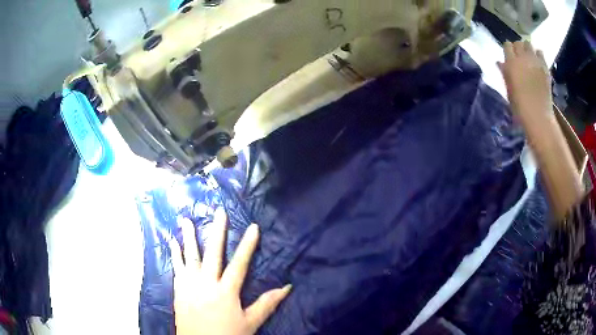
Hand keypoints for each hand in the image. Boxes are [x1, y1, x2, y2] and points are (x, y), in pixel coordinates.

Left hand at [169, 209, 290, 334]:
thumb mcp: (250, 322)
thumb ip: (267, 304)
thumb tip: (287, 287)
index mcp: (226, 291)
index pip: (240, 264)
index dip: (247, 245)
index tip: (253, 226)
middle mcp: (206, 283)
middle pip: (213, 253)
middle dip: (217, 231)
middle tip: (219, 211)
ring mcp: (190, 285)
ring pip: (190, 256)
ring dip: (189, 237)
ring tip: (186, 219)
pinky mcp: (178, 289)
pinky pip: (176, 267)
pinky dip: (174, 253)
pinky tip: (172, 241)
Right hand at [498, 40, 551, 122]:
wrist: (539, 117)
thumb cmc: (520, 107)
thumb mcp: (509, 90)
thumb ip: (505, 73)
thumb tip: (500, 62)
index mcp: (511, 63)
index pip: (507, 45)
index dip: (508, 50)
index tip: (509, 56)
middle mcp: (523, 58)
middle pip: (518, 42)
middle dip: (518, 48)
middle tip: (520, 57)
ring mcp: (535, 61)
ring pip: (529, 44)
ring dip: (528, 49)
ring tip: (529, 57)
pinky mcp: (544, 67)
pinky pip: (540, 53)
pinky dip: (538, 55)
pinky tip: (538, 62)